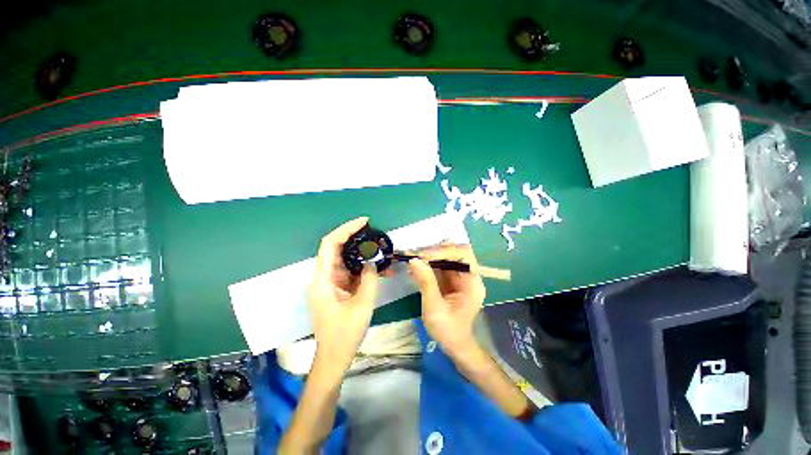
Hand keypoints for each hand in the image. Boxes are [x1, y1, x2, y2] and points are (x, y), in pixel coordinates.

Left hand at [308, 217, 379, 373]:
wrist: (335, 356)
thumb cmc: (345, 334)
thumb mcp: (362, 306)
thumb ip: (369, 280)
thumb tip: (372, 262)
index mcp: (323, 280)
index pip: (330, 244)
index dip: (345, 229)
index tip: (364, 222)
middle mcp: (324, 277)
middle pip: (338, 248)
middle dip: (356, 238)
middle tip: (375, 233)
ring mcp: (332, 283)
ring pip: (347, 260)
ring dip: (363, 254)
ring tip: (381, 250)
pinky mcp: (339, 288)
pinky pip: (352, 272)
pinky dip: (364, 268)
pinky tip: (379, 268)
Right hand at [408, 243, 485, 355]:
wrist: (454, 345)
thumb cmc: (447, 330)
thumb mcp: (434, 308)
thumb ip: (426, 282)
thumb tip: (414, 260)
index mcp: (472, 283)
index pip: (463, 255)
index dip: (444, 251)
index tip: (423, 256)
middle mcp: (469, 276)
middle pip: (456, 252)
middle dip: (436, 250)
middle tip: (417, 253)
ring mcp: (461, 277)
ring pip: (447, 257)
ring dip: (430, 255)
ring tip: (413, 256)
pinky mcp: (452, 280)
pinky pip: (441, 265)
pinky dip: (428, 263)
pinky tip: (416, 265)